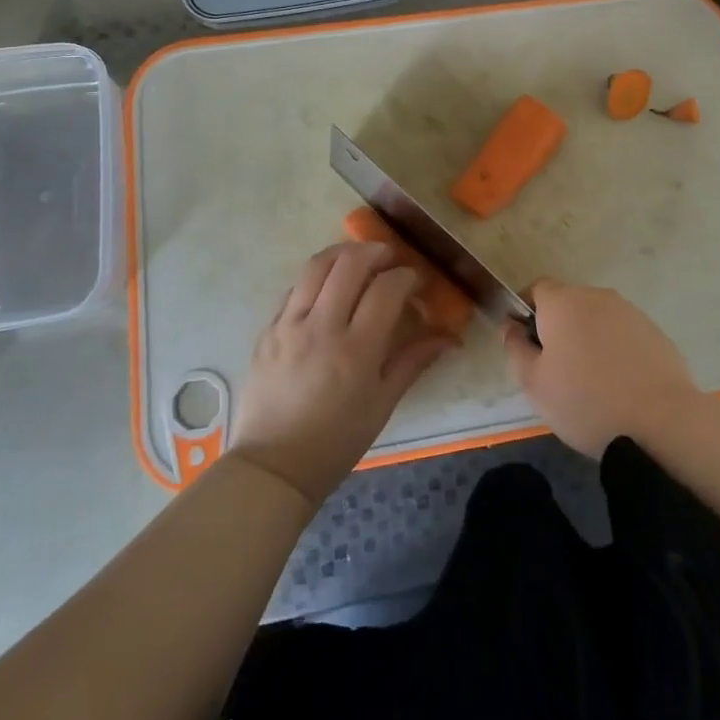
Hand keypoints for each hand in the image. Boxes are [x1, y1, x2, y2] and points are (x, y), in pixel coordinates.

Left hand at [231, 243, 455, 506]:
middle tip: (391, 259)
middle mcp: (321, 328)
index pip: (387, 289)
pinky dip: (317, 277)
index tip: (417, 282)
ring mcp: (289, 325)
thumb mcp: (383, 404)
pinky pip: (295, 288)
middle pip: (350, 264)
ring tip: (360, 259)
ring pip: (317, 265)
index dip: (408, 276)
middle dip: (377, 252)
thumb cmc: (337, 441)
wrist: (273, 467)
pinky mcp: (268, 329)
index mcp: (356, 350)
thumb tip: (451, 337)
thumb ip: (415, 361)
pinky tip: (329, 287)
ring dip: (344, 253)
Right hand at [504, 280, 697, 457]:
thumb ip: (516, 348)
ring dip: (588, 338)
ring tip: (591, 381)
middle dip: (558, 327)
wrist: (661, 421)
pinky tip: (620, 384)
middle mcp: (596, 296)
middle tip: (556, 369)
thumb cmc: (585, 401)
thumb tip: (511, 326)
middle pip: (568, 303)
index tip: (526, 343)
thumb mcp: (534, 383)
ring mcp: (629, 312)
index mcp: (562, 303)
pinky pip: (623, 334)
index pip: (536, 289)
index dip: (526, 311)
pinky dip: (615, 350)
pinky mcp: (654, 331)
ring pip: (597, 318)